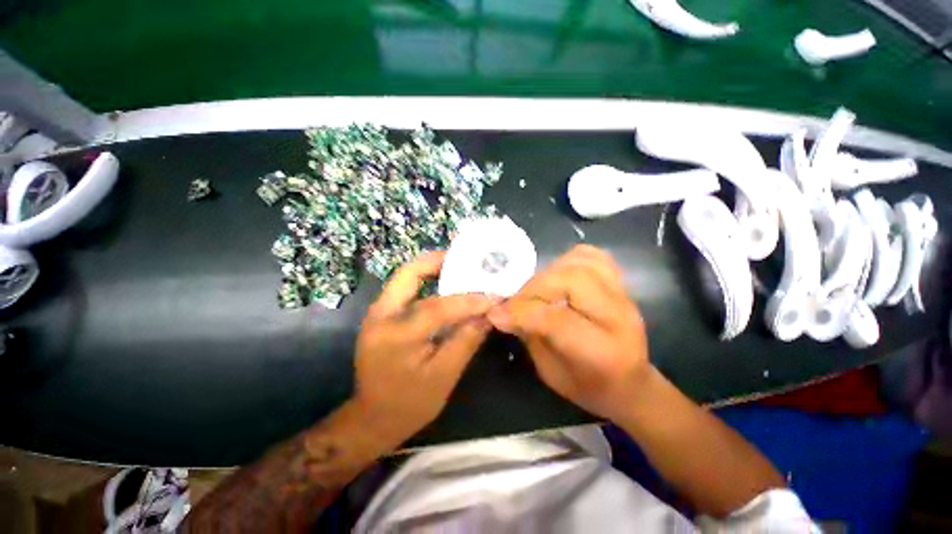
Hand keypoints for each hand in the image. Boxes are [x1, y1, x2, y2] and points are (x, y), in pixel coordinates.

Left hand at [353, 251, 494, 448]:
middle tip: (465, 260)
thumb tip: (489, 315)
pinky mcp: (381, 316)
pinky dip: (427, 282)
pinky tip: (445, 287)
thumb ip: (466, 341)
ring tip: (460, 269)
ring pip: (406, 277)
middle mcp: (381, 315)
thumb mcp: (443, 376)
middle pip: (409, 273)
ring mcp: (378, 313)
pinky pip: (406, 289)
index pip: (438, 307)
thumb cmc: (409, 404)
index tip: (492, 297)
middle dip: (438, 261)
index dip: (469, 301)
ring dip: (433, 269)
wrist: (373, 418)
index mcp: (396, 335)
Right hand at [487, 245, 649, 422]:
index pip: (556, 319)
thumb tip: (502, 310)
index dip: (521, 312)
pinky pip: (594, 256)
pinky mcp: (620, 283)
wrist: (631, 383)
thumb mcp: (551, 373)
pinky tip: (557, 274)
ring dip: (549, 271)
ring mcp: (623, 295)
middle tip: (517, 301)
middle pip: (571, 280)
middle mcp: (618, 317)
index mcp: (601, 351)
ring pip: (581, 262)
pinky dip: (569, 259)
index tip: (496, 313)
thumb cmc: (588, 387)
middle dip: (534, 288)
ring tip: (536, 289)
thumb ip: (529, 336)